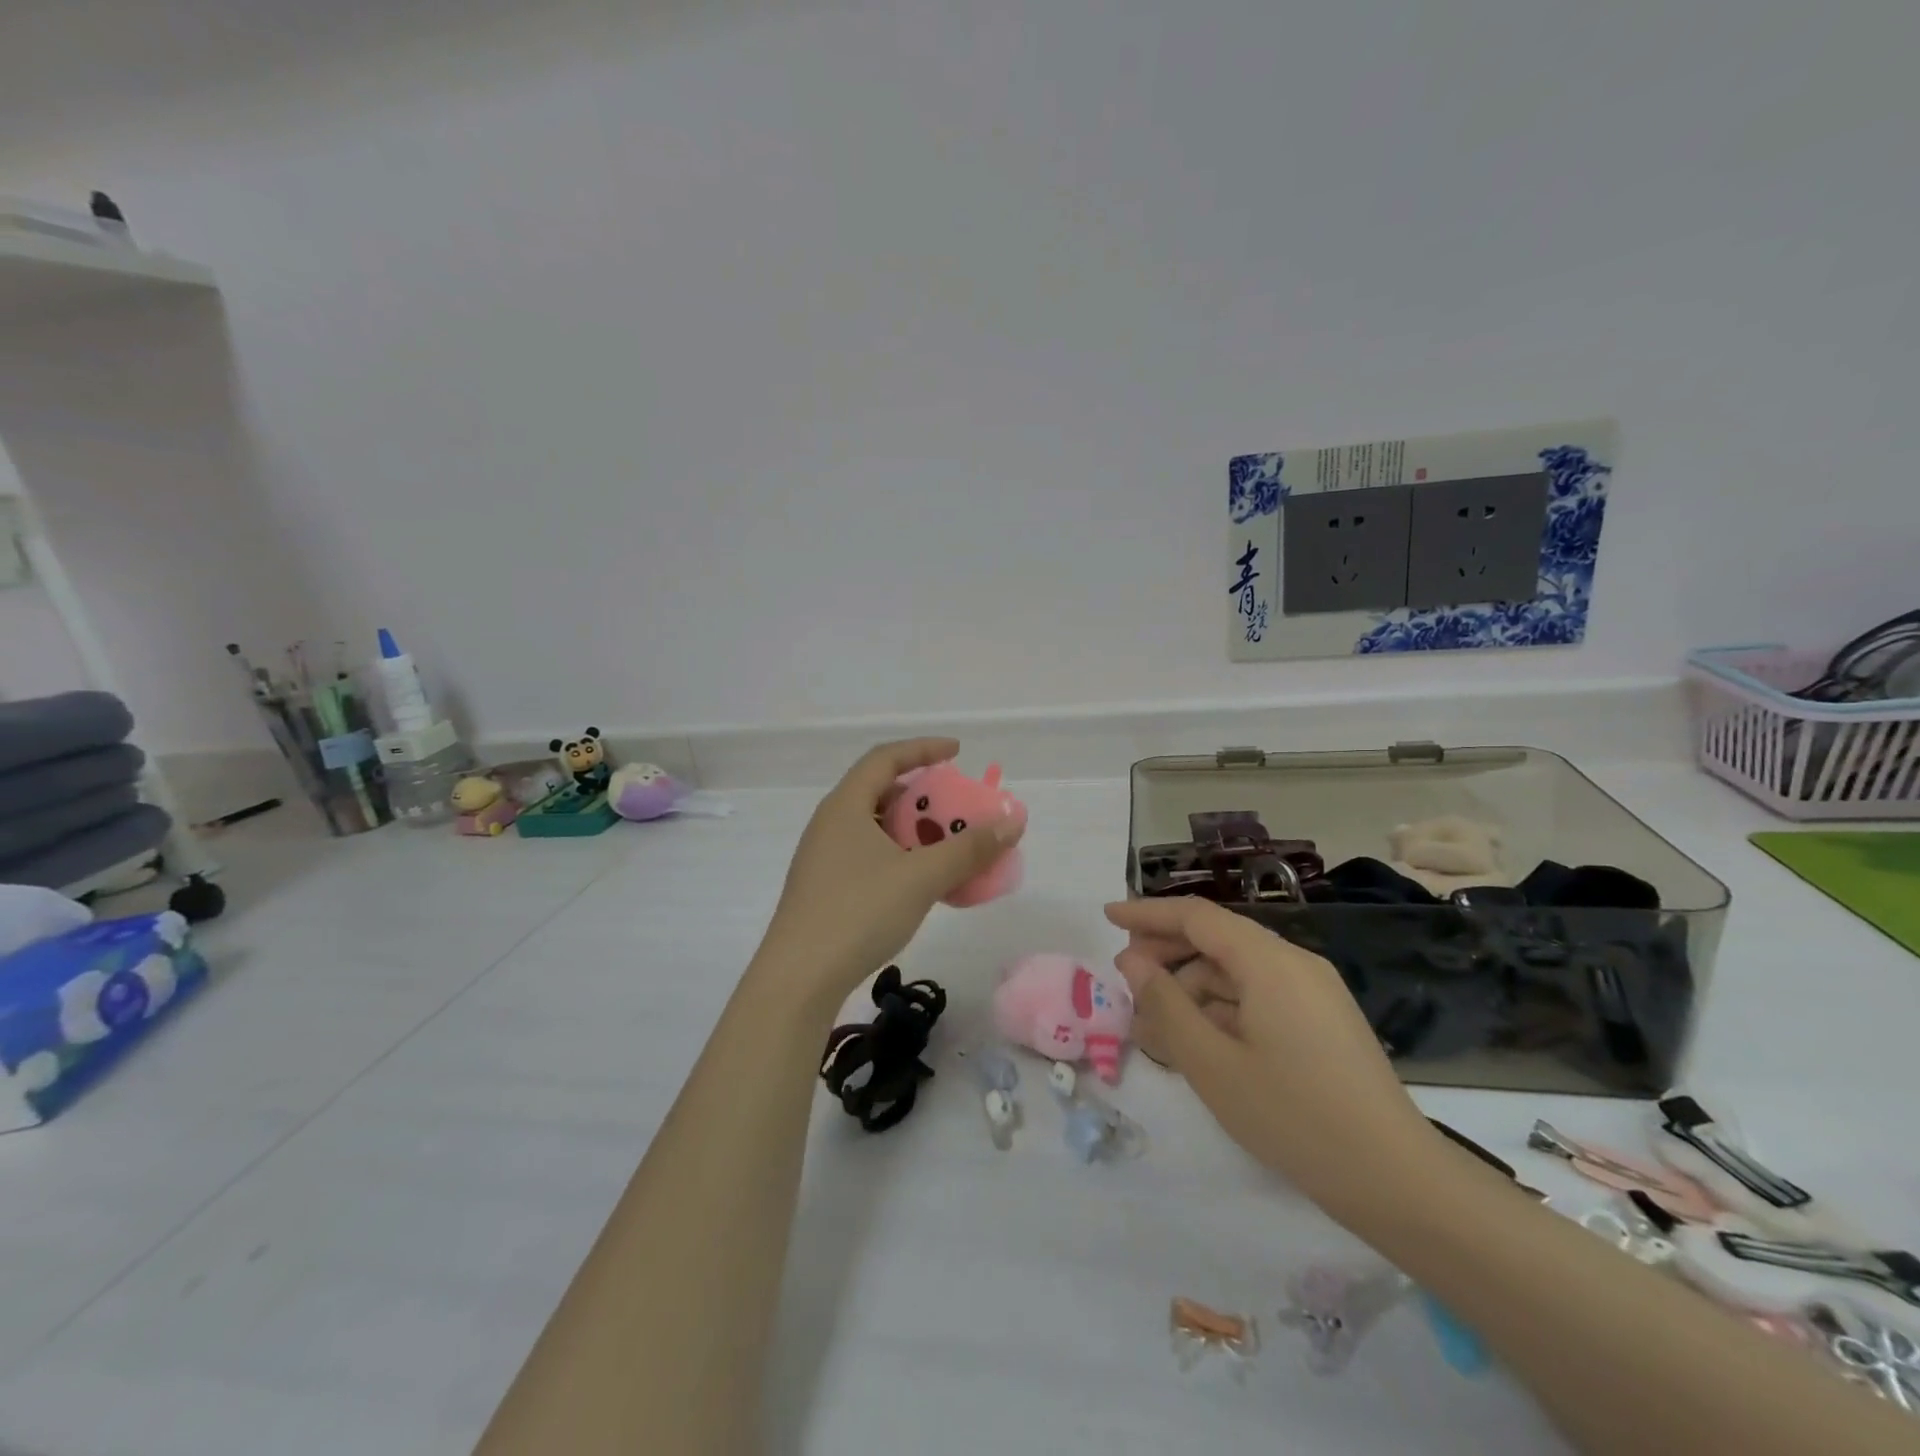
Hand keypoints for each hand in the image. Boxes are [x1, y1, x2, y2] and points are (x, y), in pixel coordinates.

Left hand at [755, 739, 1023, 1009]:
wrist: (798, 979)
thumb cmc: (858, 912)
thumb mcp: (921, 877)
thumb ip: (968, 849)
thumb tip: (1010, 822)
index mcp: (845, 806)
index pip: (885, 758)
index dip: (923, 749)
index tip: (957, 752)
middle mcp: (830, 824)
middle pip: (881, 792)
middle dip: (923, 796)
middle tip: (956, 807)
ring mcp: (824, 858)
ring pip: (876, 828)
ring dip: (914, 831)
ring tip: (946, 845)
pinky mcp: (825, 889)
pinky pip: (870, 856)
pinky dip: (901, 857)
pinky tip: (922, 883)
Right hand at [1106, 896, 1440, 1218]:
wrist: (1398, 1183)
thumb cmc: (1295, 1118)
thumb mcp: (1213, 1065)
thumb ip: (1165, 1005)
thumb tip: (1132, 961)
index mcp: (1270, 962)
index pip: (1196, 916)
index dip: (1147, 913)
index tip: (1107, 916)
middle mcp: (1294, 964)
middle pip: (1216, 940)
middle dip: (1166, 953)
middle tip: (1124, 979)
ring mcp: (1313, 993)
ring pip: (1235, 972)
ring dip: (1190, 988)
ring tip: (1154, 1025)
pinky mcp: (1321, 1022)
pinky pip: (1258, 997)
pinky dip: (1220, 1009)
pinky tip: (1196, 1041)